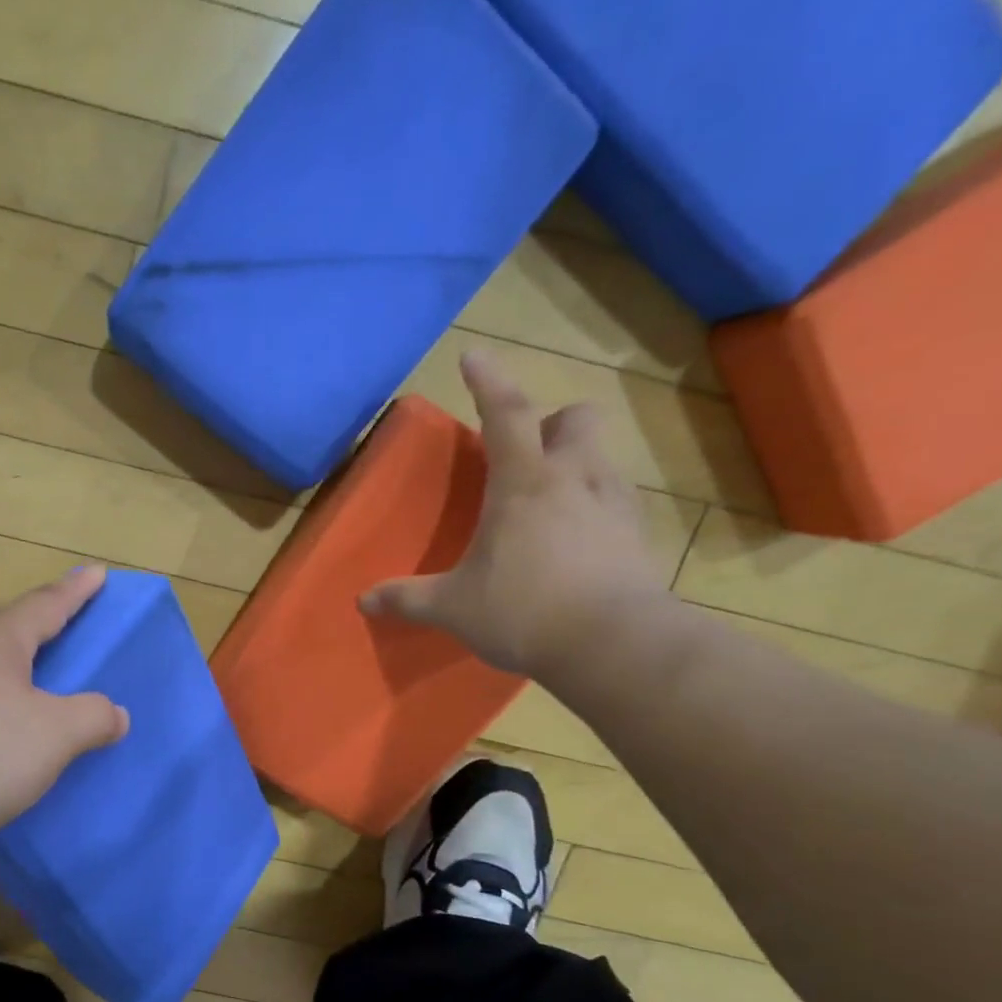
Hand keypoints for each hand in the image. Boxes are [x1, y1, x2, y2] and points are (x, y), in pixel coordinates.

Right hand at [360, 350, 670, 679]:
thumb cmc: (522, 611)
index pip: (505, 412)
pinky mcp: (638, 535)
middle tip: (524, 456)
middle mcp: (575, 478)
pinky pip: (616, 500)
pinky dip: (593, 506)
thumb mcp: (453, 608)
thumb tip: (363, 602)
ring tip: (548, 504)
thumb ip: (407, 599)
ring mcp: (614, 504)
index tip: (472, 357)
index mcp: (523, 483)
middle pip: (575, 418)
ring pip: (601, 457)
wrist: (613, 645)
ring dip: (574, 465)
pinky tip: (576, 542)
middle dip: (550, 424)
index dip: (488, 380)